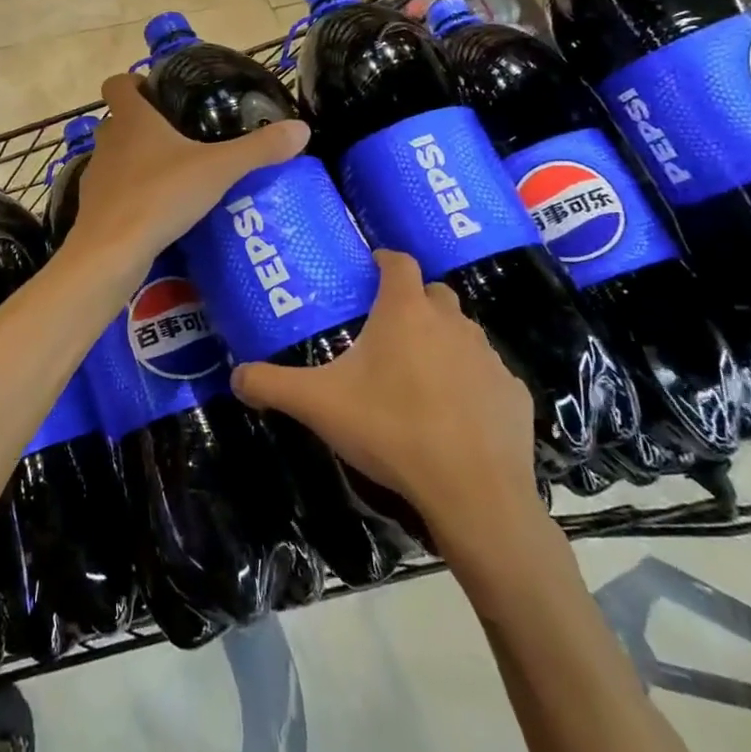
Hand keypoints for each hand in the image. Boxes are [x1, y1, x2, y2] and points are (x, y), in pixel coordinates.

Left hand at [67, 73, 309, 275]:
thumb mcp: (218, 169)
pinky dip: (132, 192)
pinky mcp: (94, 207)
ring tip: (175, 173)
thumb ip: (258, 149)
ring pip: (116, 156)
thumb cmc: (161, 196)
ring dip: (138, 159)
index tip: (158, 91)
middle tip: (181, 134)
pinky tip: (159, 209)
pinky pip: (115, 190)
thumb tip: (302, 128)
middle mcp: (108, 141)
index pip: (117, 83)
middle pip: (119, 120)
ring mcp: (96, 175)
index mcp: (131, 119)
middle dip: (144, 123)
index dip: (133, 82)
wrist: (111, 251)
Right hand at [229, 250, 543, 557]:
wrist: (473, 492)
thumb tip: (235, 378)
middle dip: (414, 300)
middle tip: (389, 327)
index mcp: (404, 312)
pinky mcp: (514, 393)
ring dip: (442, 341)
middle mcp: (451, 323)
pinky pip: (488, 375)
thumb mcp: (317, 405)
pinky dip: (471, 382)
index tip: (372, 267)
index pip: (399, 263)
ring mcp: (489, 357)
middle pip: (434, 294)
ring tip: (419, 374)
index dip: (384, 259)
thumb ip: (271, 385)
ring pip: (463, 333)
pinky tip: (456, 414)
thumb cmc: (390, 430)